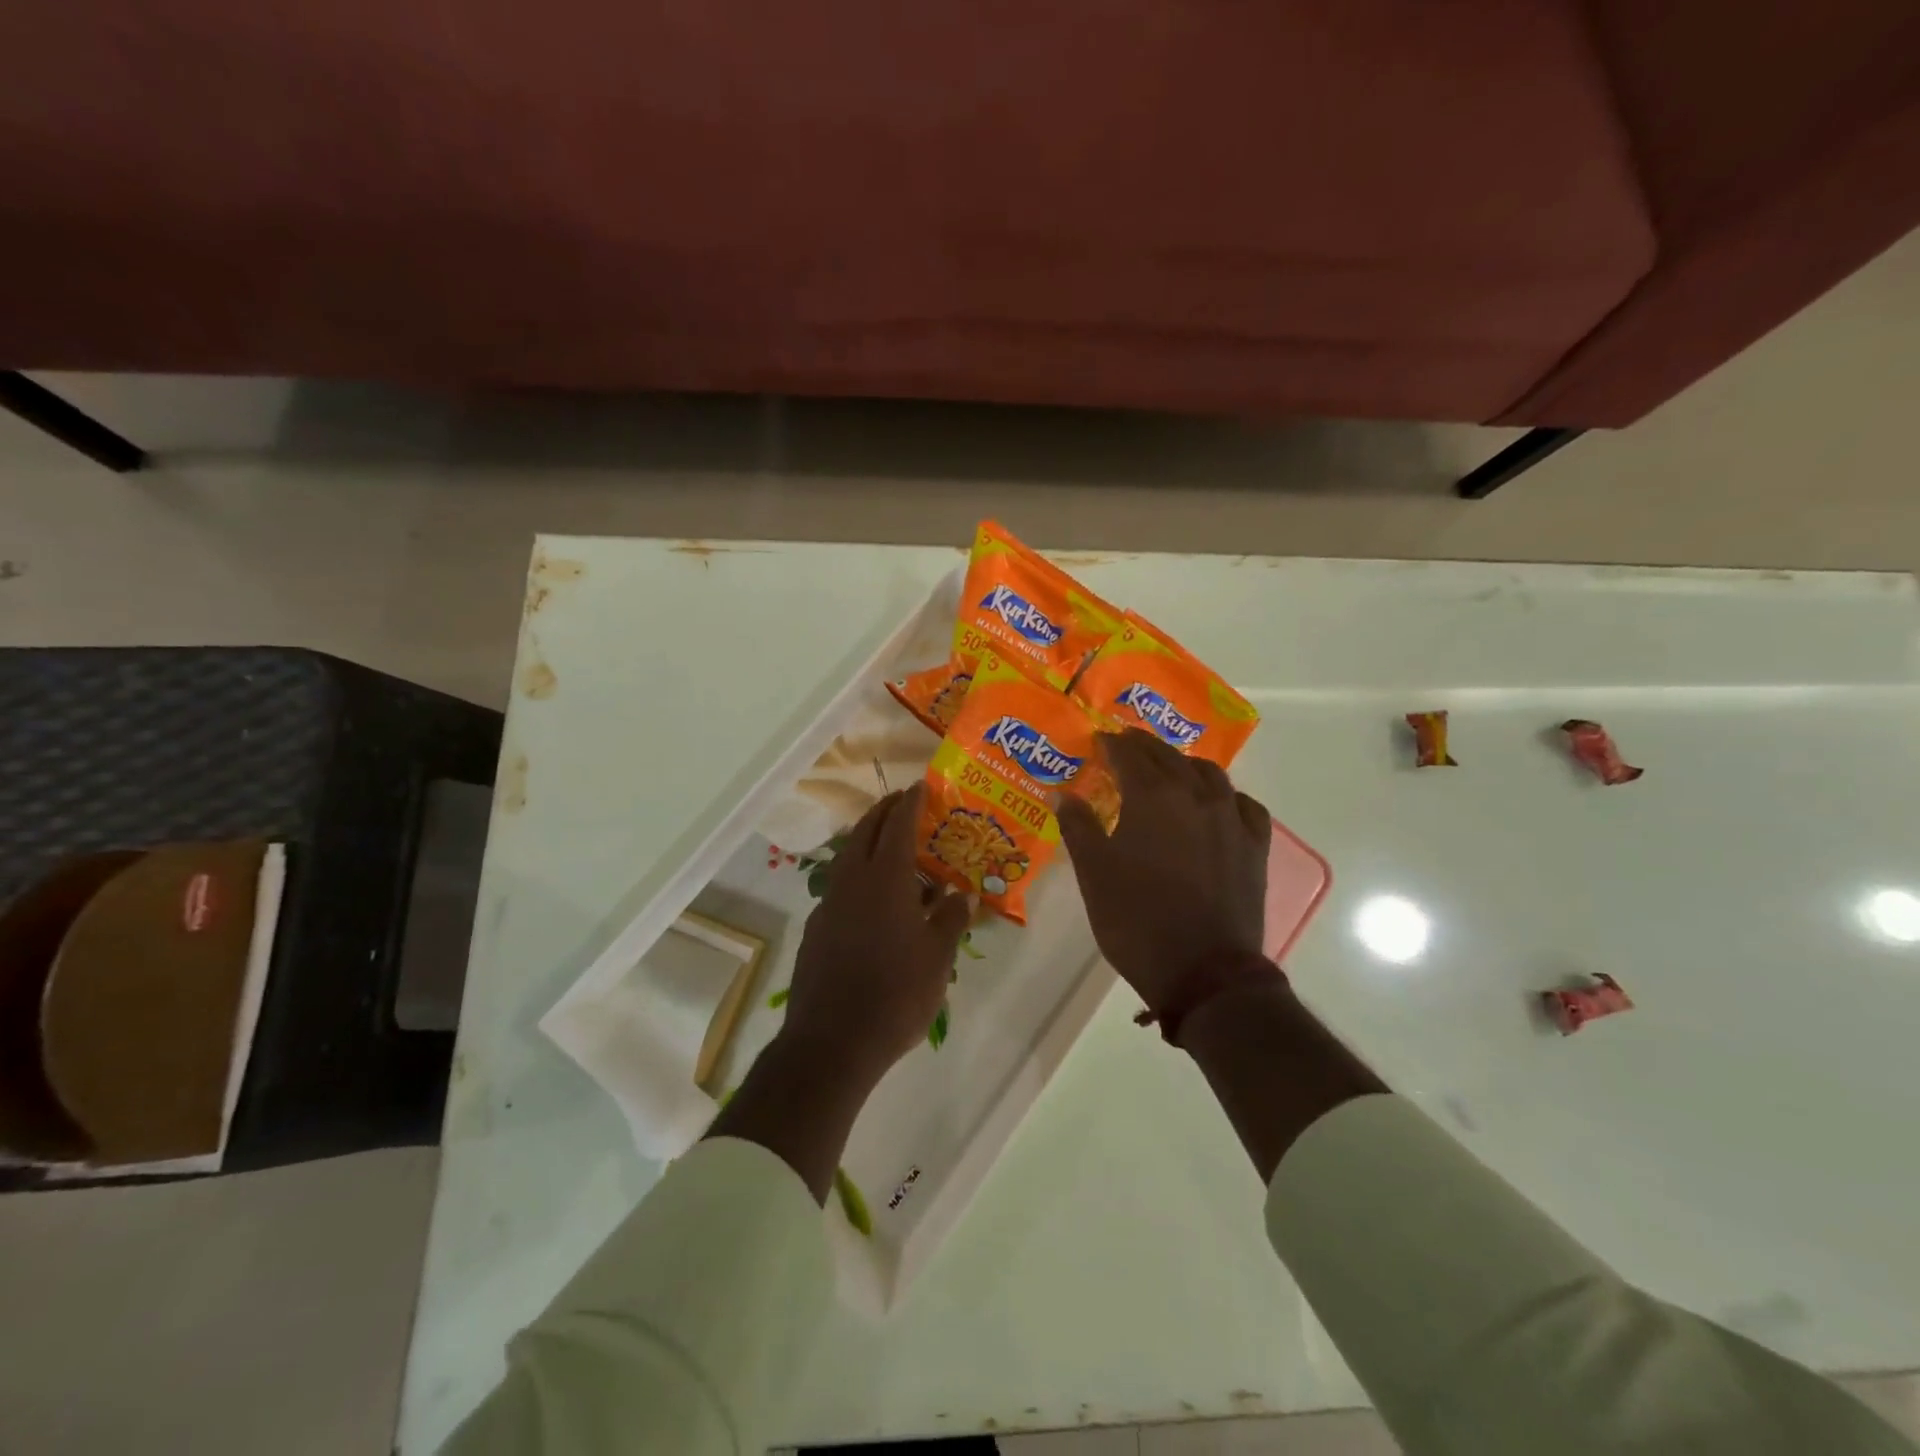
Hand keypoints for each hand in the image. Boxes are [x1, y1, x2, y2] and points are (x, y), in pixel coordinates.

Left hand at [783, 784, 972, 1084]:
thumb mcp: (937, 958)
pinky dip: (860, 874)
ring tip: (894, 847)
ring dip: (870, 841)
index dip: (910, 803)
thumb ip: (951, 919)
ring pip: (849, 857)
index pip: (898, 825)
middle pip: (866, 831)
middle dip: (885, 812)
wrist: (832, 1042)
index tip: (920, 786)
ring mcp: (829, 904)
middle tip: (904, 802)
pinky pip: (841, 885)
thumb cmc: (895, 994)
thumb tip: (963, 895)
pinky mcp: (817, 928)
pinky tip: (876, 899)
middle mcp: (852, 881)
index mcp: (885, 879)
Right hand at [1057, 728, 1271, 1016]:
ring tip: (1169, 771)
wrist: (1204, 971)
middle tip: (1126, 746)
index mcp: (1153, 797)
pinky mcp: (1255, 847)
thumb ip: (1078, 827)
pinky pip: (1243, 805)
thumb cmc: (1137, 920)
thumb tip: (1061, 794)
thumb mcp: (1094, 874)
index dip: (1112, 744)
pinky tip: (1218, 805)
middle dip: (1144, 748)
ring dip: (1184, 765)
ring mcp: (1231, 819)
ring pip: (1209, 774)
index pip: (1129, 754)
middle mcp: (1196, 796)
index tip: (1099, 740)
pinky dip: (1225, 797)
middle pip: (1169, 757)